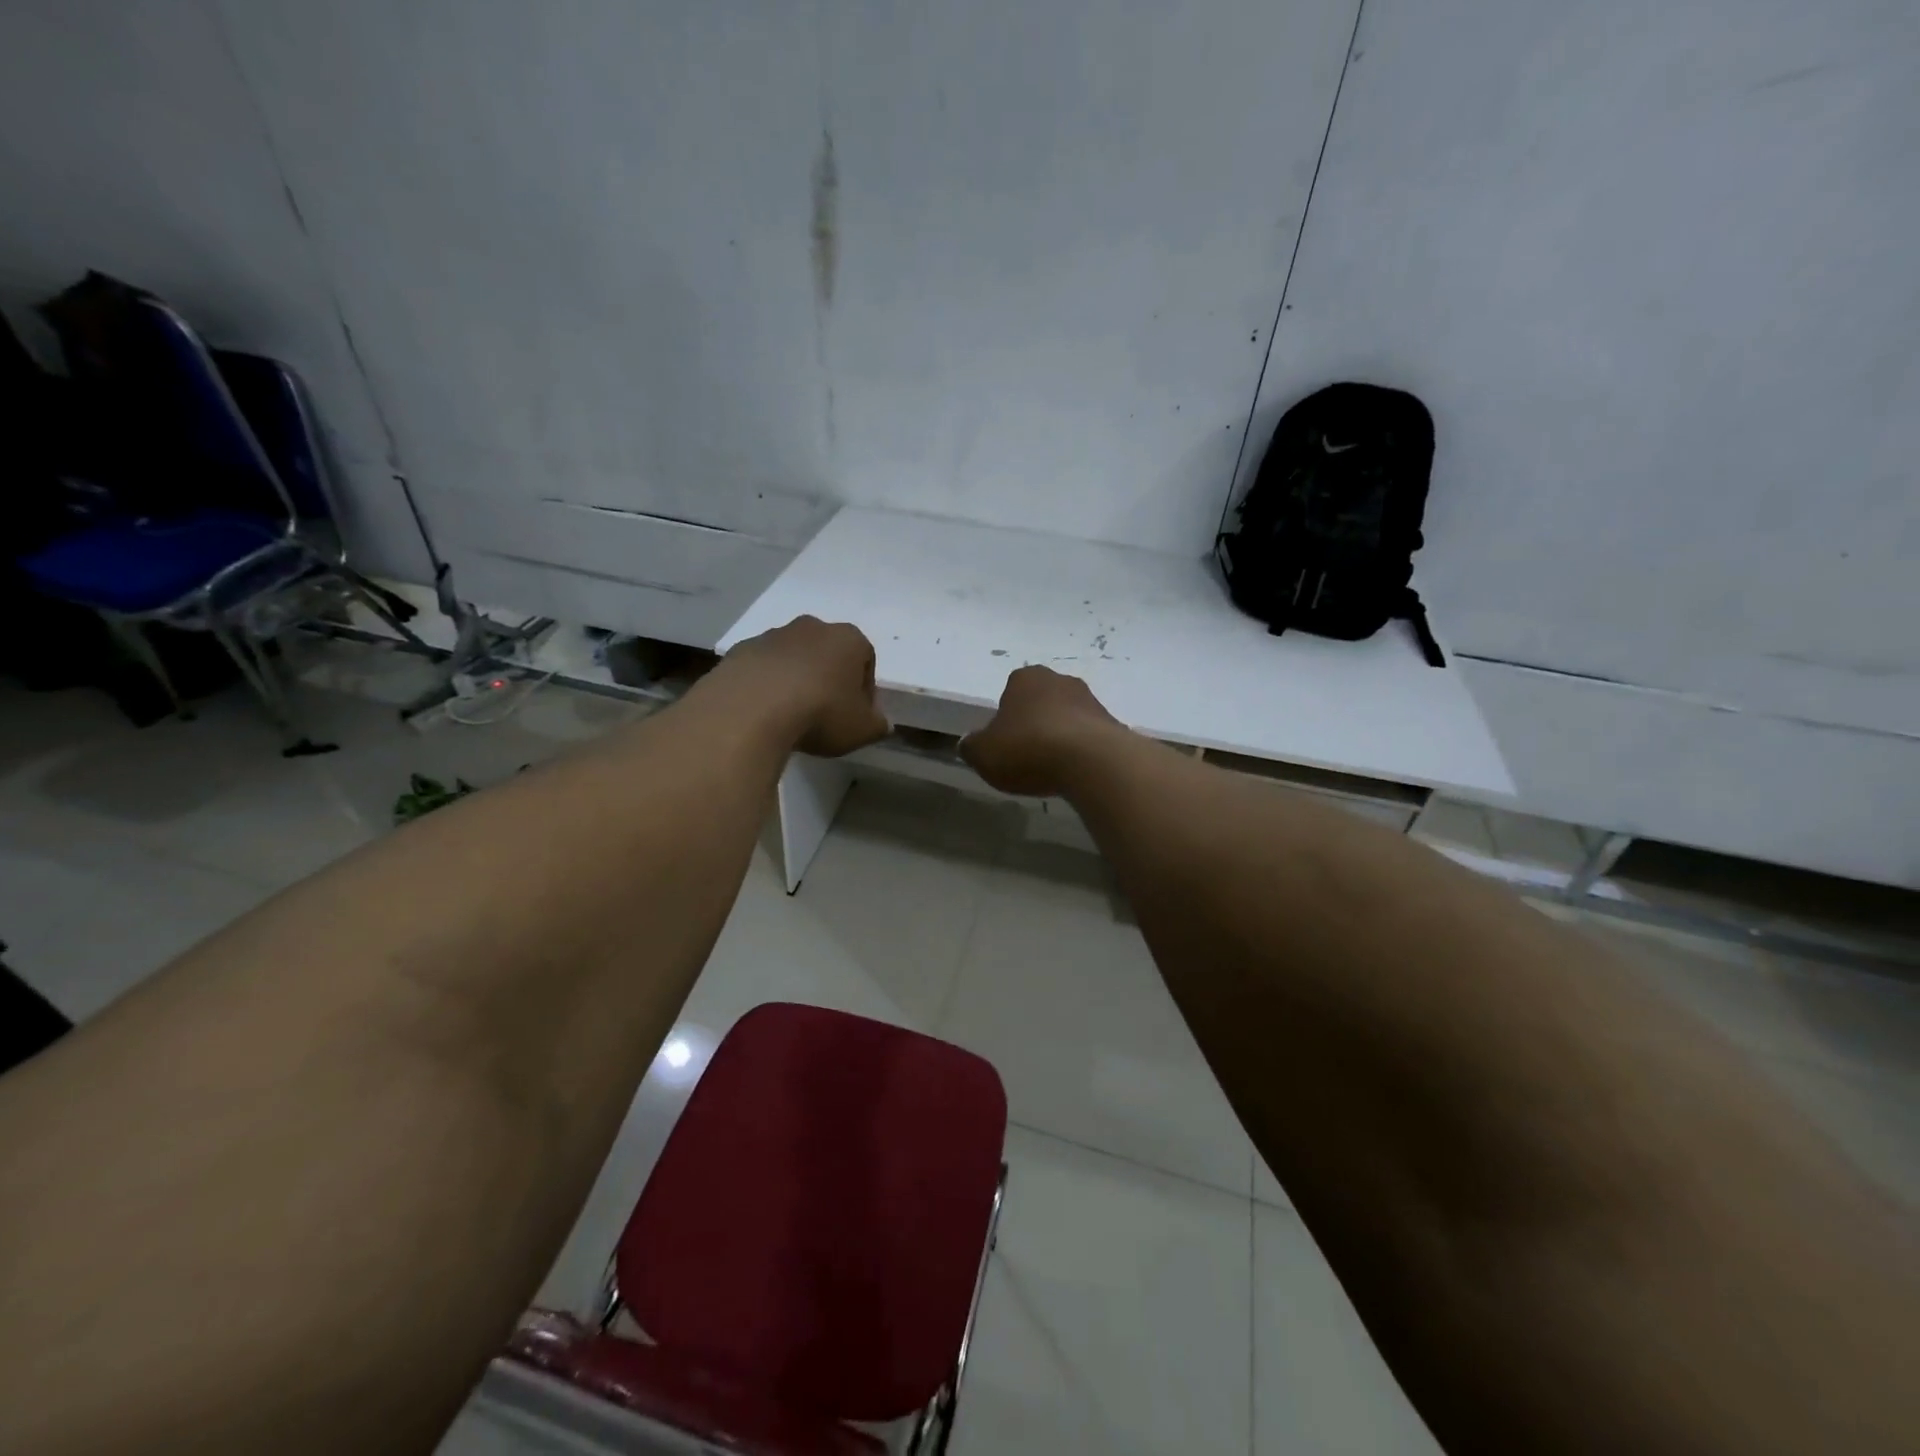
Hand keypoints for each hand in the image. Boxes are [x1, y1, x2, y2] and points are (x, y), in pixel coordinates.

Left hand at [719, 615, 889, 756]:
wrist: (752, 708)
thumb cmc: (821, 713)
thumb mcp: (861, 730)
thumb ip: (878, 725)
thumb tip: (882, 723)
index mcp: (849, 639)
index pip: (866, 659)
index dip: (864, 688)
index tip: (856, 713)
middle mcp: (813, 627)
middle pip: (828, 652)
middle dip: (829, 677)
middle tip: (825, 711)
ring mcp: (773, 635)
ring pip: (793, 657)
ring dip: (796, 678)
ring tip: (791, 714)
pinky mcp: (741, 649)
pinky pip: (762, 667)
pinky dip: (766, 684)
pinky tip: (763, 710)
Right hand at [960, 666, 1125, 796]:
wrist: (1091, 762)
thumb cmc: (1028, 749)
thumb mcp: (983, 754)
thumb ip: (972, 746)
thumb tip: (969, 743)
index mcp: (1025, 678)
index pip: (1010, 691)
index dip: (1006, 717)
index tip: (1005, 742)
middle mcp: (1060, 680)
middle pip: (1041, 702)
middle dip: (1035, 723)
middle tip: (1026, 754)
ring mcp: (1091, 700)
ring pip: (1067, 718)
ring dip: (1060, 737)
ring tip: (1052, 768)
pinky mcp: (1113, 724)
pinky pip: (1089, 737)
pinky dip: (1081, 751)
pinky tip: (1075, 773)